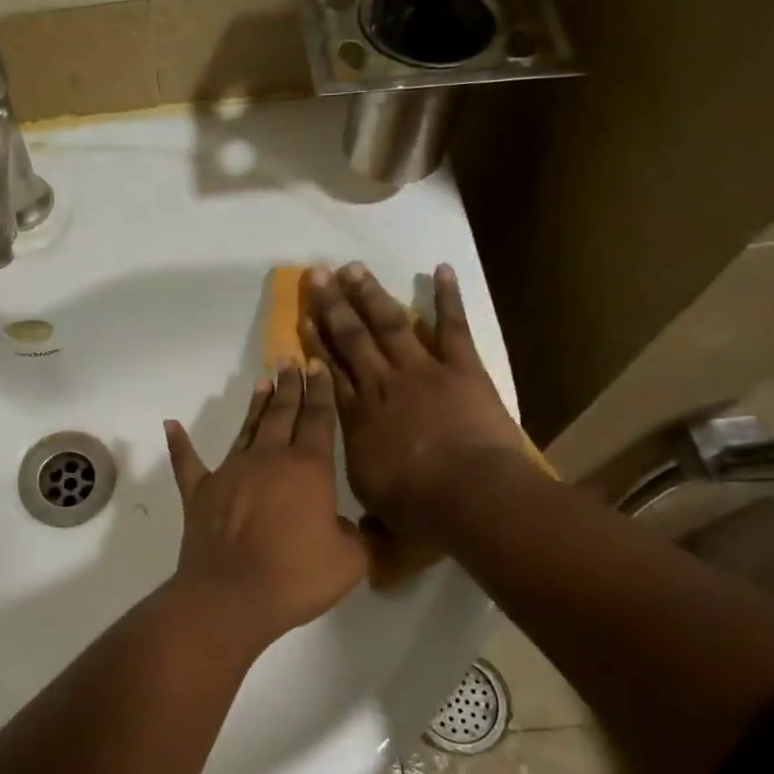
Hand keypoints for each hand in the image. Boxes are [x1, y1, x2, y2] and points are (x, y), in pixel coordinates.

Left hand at [164, 363, 368, 641]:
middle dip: (290, 386)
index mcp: (308, 468)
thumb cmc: (296, 577)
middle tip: (292, 361)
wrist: (230, 596)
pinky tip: (171, 424)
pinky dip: (179, 443)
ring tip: (263, 381)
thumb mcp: (349, 561)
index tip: (319, 366)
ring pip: (247, 428)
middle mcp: (268, 459)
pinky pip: (187, 462)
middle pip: (283, 413)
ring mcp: (230, 472)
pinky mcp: (200, 492)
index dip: (321, 392)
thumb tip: (346, 524)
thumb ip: (357, 535)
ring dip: (256, 405)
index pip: (319, 419)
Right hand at [301, 262, 528, 537]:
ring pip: (391, 324)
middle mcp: (382, 383)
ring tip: (354, 268)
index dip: (315, 342)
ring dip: (371, 294)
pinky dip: (447, 298)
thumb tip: (346, 491)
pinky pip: (453, 327)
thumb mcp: (371, 498)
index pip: (329, 370)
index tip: (303, 318)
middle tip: (319, 274)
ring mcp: (422, 370)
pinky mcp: (462, 368)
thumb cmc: (418, 505)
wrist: (471, 495)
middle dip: (333, 305)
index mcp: (357, 415)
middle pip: (352, 338)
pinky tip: (440, 269)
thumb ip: (356, 478)